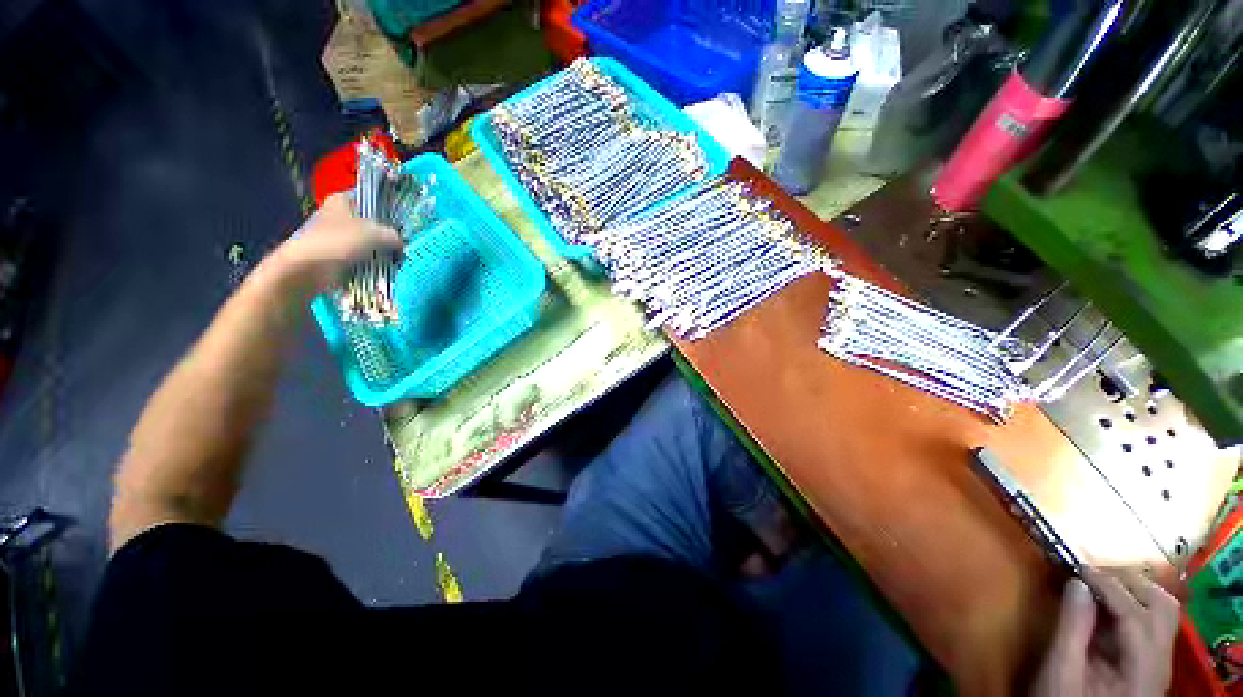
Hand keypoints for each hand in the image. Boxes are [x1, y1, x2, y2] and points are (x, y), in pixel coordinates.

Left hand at [268, 193, 401, 292]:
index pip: (368, 200)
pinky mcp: (335, 255)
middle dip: (384, 236)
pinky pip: (360, 259)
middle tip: (400, 245)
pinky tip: (381, 270)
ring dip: (379, 253)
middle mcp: (337, 215)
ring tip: (393, 261)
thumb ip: (393, 236)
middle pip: (370, 224)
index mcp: (342, 201)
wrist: (310, 268)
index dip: (384, 210)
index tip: (399, 223)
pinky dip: (370, 265)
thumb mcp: (376, 234)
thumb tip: (400, 244)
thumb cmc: (340, 242)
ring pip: (366, 243)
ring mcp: (336, 236)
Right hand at [1033, 568, 1179, 696]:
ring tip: (1100, 581)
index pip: (1136, 616)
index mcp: (1142, 672)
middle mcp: (1161, 663)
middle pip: (1162, 607)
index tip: (1079, 566)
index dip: (1109, 586)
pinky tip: (1106, 602)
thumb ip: (1072, 628)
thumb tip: (1076, 582)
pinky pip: (1151, 622)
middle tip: (1093, 571)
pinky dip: (1131, 602)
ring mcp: (1159, 663)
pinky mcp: (1150, 662)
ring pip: (1162, 610)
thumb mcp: (1061, 672)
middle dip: (1129, 582)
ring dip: (1133, 589)